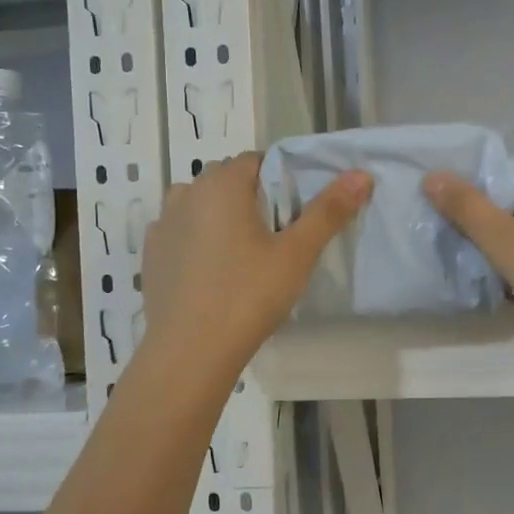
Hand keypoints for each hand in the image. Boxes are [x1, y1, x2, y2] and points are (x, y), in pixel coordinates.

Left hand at [141, 154, 371, 374]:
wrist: (190, 352)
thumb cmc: (248, 296)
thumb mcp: (297, 254)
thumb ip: (328, 211)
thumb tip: (361, 174)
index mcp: (221, 185)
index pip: (257, 160)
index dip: (281, 178)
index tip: (298, 209)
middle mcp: (186, 193)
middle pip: (227, 180)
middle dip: (253, 197)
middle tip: (278, 234)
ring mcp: (163, 224)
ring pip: (201, 205)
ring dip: (222, 216)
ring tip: (245, 252)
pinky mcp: (152, 255)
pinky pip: (182, 232)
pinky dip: (199, 240)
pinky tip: (215, 271)